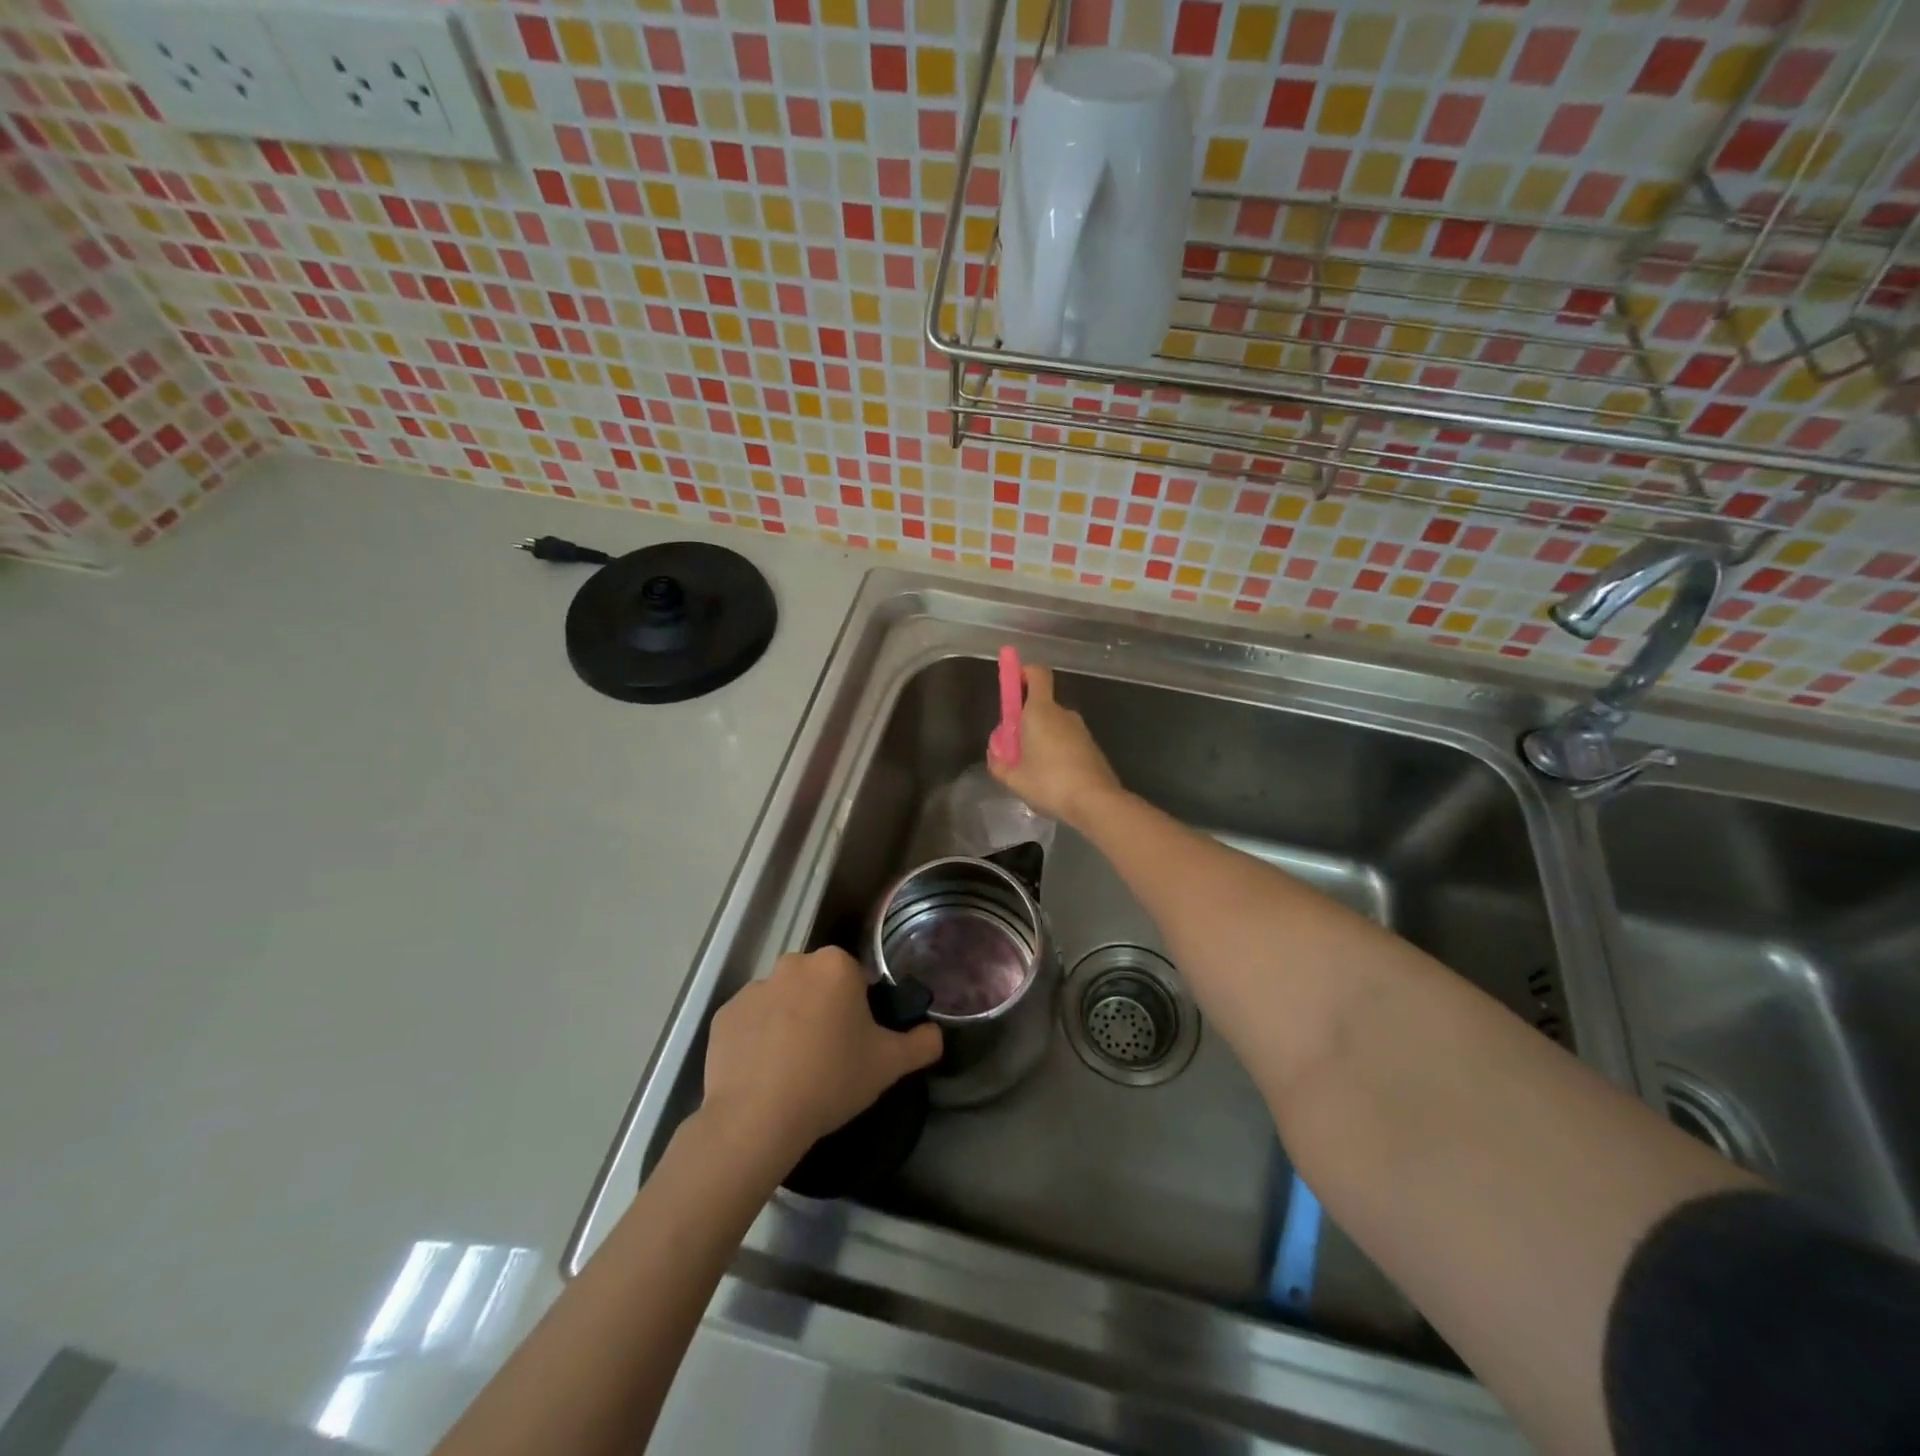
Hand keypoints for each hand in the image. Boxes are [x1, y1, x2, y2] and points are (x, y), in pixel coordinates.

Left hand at [700, 947, 942, 1168]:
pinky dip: (759, 1039)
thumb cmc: (831, 1079)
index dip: (861, 1010)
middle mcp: (793, 964)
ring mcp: (753, 988)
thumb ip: (921, 1043)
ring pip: (784, 1000)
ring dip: (791, 1022)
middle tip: (830, 1056)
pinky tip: (765, 1073)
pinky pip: (752, 1021)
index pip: (856, 979)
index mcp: (835, 966)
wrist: (757, 1118)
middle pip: (818, 984)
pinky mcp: (724, 1015)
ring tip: (794, 1070)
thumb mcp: (889, 1065)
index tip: (858, 1042)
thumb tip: (935, 1034)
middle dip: (825, 1010)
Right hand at [987, 663, 1121, 828]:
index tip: (1011, 686)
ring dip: (1040, 738)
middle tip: (1013, 746)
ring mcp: (1080, 729)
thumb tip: (995, 754)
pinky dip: (1056, 750)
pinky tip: (1051, 778)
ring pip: (1053, 724)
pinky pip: (1066, 739)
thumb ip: (998, 763)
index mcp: (1040, 711)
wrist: (1096, 802)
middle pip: (1040, 704)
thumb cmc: (1049, 783)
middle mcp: (1062, 713)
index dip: (1022, 673)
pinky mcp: (1090, 746)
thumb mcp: (1014, 778)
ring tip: (1031, 769)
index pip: (1036, 673)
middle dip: (1025, 719)